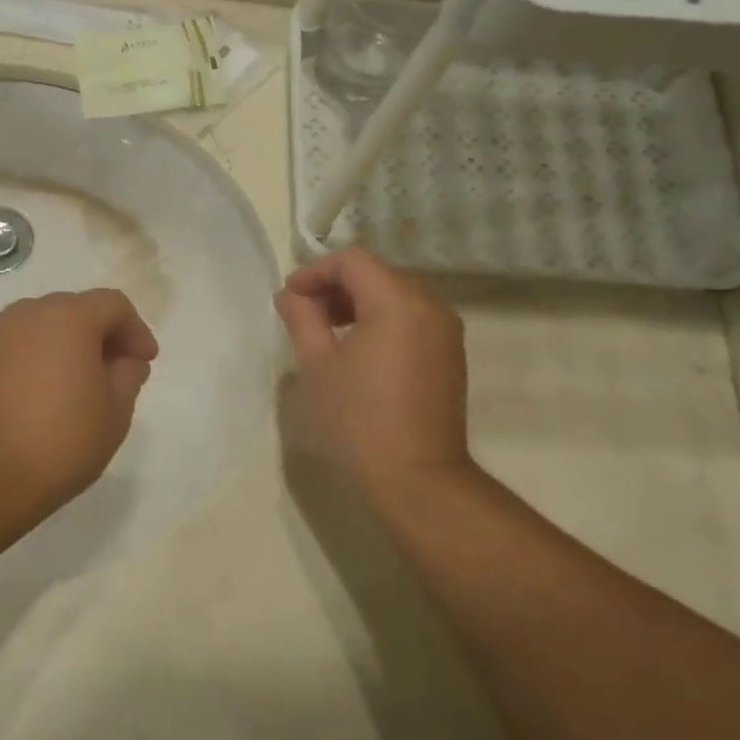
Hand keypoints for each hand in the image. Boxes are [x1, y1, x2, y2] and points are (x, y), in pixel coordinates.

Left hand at [0, 289, 158, 517]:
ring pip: (43, 325)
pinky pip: (17, 344)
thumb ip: (128, 375)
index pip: (113, 305)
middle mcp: (28, 314)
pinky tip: (42, 392)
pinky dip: (36, 357)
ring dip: (67, 344)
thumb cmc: (60, 441)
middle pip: (76, 309)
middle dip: (101, 334)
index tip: (145, 362)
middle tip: (116, 371)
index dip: (135, 330)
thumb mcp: (115, 412)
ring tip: (78, 382)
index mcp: (68, 318)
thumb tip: (124, 360)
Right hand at [274, 247, 476, 501]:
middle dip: (336, 286)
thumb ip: (302, 319)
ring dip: (358, 302)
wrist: (417, 478)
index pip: (353, 261)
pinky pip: (412, 318)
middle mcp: (430, 306)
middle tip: (304, 313)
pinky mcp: (450, 355)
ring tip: (326, 331)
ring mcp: (446, 331)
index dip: (315, 271)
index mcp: (397, 301)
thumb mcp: (317, 365)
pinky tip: (357, 350)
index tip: (289, 298)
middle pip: (377, 273)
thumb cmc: (358, 419)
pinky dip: (382, 320)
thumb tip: (291, 296)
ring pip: (396, 294)